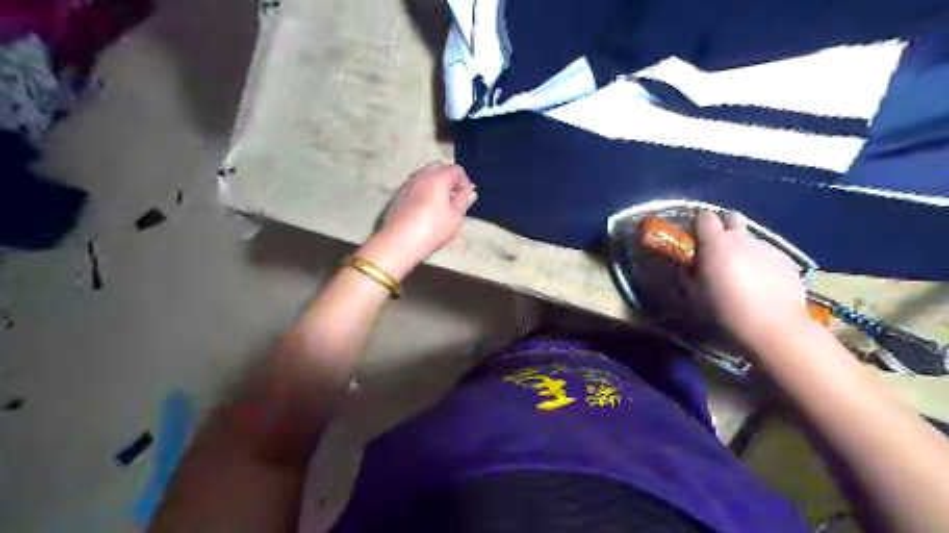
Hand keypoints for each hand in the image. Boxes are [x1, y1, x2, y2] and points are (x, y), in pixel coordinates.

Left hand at [358, 161, 474, 277]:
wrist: (398, 242)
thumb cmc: (432, 229)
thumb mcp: (455, 218)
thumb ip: (464, 201)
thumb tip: (470, 192)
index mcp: (438, 177)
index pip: (457, 170)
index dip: (464, 183)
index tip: (466, 199)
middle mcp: (421, 175)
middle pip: (438, 168)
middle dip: (448, 180)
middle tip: (452, 199)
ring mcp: (406, 184)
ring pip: (424, 177)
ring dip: (433, 186)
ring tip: (438, 205)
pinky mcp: (396, 195)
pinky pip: (414, 187)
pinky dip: (421, 192)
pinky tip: (423, 210)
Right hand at [696, 209, 806, 348]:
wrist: (774, 326)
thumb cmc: (725, 309)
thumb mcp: (695, 293)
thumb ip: (688, 273)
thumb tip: (686, 265)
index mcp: (715, 242)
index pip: (704, 217)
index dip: (698, 224)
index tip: (694, 237)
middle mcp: (742, 238)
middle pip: (731, 218)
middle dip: (723, 226)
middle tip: (717, 247)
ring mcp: (767, 247)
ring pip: (751, 238)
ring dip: (743, 247)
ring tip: (742, 271)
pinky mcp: (787, 260)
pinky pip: (768, 254)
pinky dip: (762, 262)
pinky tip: (762, 282)